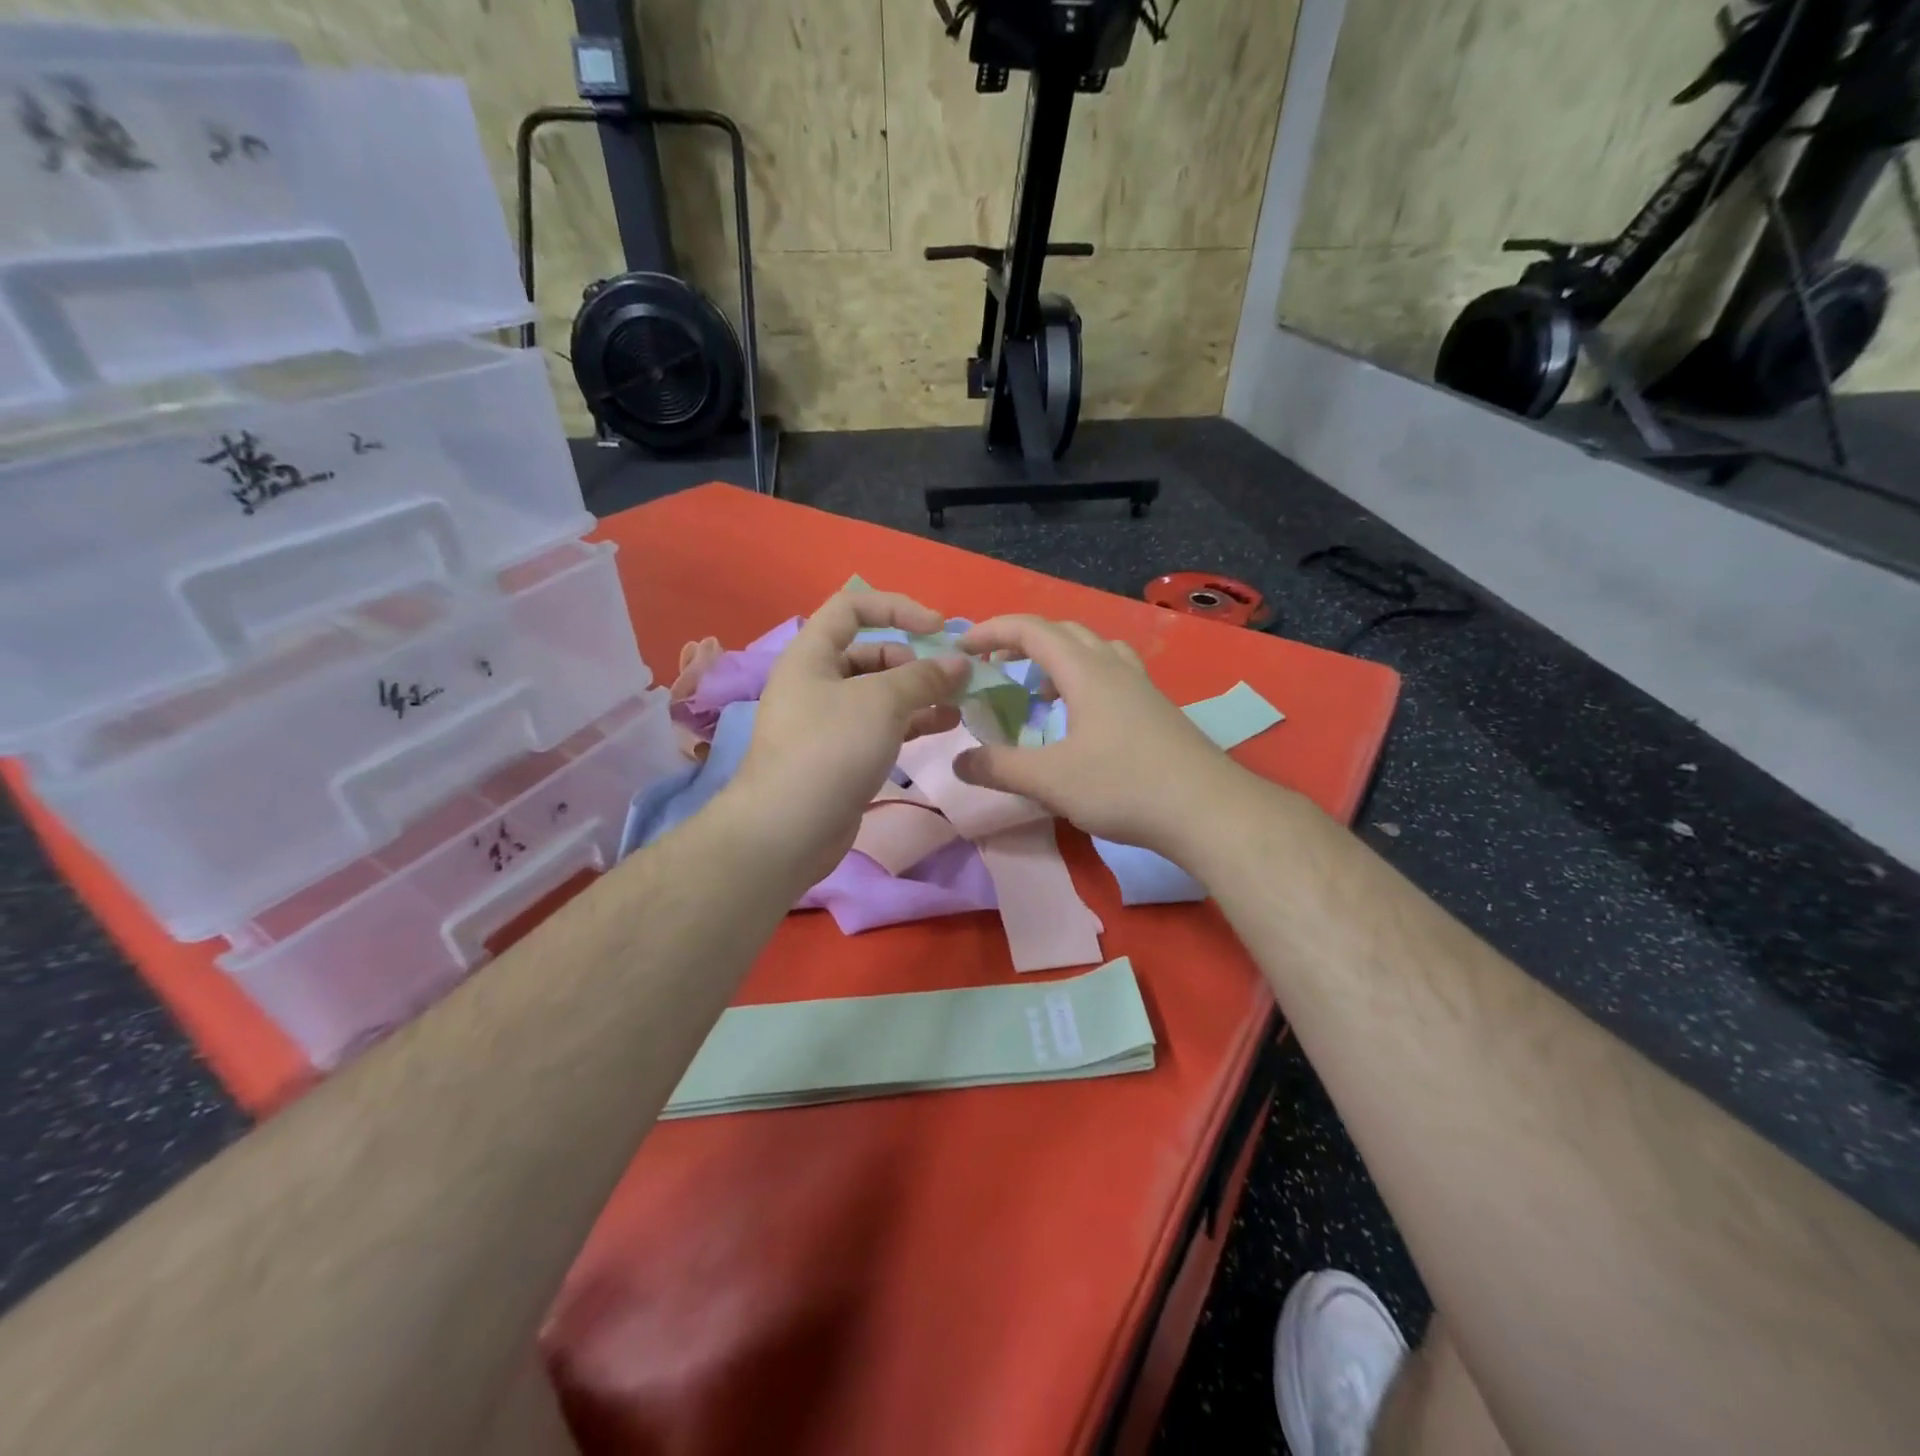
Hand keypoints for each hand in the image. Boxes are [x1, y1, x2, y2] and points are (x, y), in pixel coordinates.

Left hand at [728, 590, 967, 885]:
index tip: (937, 628)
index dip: (897, 608)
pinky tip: (945, 727)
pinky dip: (912, 722)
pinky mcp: (841, 755)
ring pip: (880, 694)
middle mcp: (816, 682)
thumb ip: (924, 677)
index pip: (852, 607)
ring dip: (920, 694)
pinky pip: (881, 726)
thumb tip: (959, 663)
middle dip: (915, 661)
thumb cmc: (830, 749)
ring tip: (960, 704)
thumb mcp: (881, 702)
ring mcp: (828, 722)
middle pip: (871, 653)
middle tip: (952, 679)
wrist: (788, 829)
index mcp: (811, 654)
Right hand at [952, 615, 1240, 858]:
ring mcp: (1141, 687)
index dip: (992, 630)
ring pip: (1094, 650)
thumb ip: (999, 767)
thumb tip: (959, 762)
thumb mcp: (1049, 780)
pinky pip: (1113, 675)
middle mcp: (1114, 667)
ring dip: (1058, 659)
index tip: (963, 646)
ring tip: (1040, 691)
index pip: (1031, 629)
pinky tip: (1082, 719)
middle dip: (1023, 641)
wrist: (1207, 810)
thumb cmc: (1124, 786)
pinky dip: (1085, 680)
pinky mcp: (1157, 710)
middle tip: (996, 665)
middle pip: (1064, 632)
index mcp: (1085, 671)